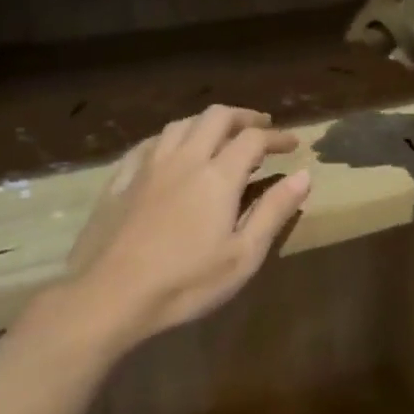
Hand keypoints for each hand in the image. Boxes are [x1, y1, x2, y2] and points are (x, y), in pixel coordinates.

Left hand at [64, 105, 310, 345]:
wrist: (110, 296)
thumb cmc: (186, 282)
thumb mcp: (243, 255)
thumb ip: (274, 211)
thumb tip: (304, 175)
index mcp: (217, 176)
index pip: (253, 139)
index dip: (277, 136)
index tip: (293, 144)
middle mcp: (183, 159)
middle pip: (216, 117)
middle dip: (244, 117)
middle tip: (261, 128)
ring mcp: (147, 166)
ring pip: (181, 124)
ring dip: (207, 122)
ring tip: (220, 136)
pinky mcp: (120, 180)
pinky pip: (149, 143)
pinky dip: (171, 138)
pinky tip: (171, 151)